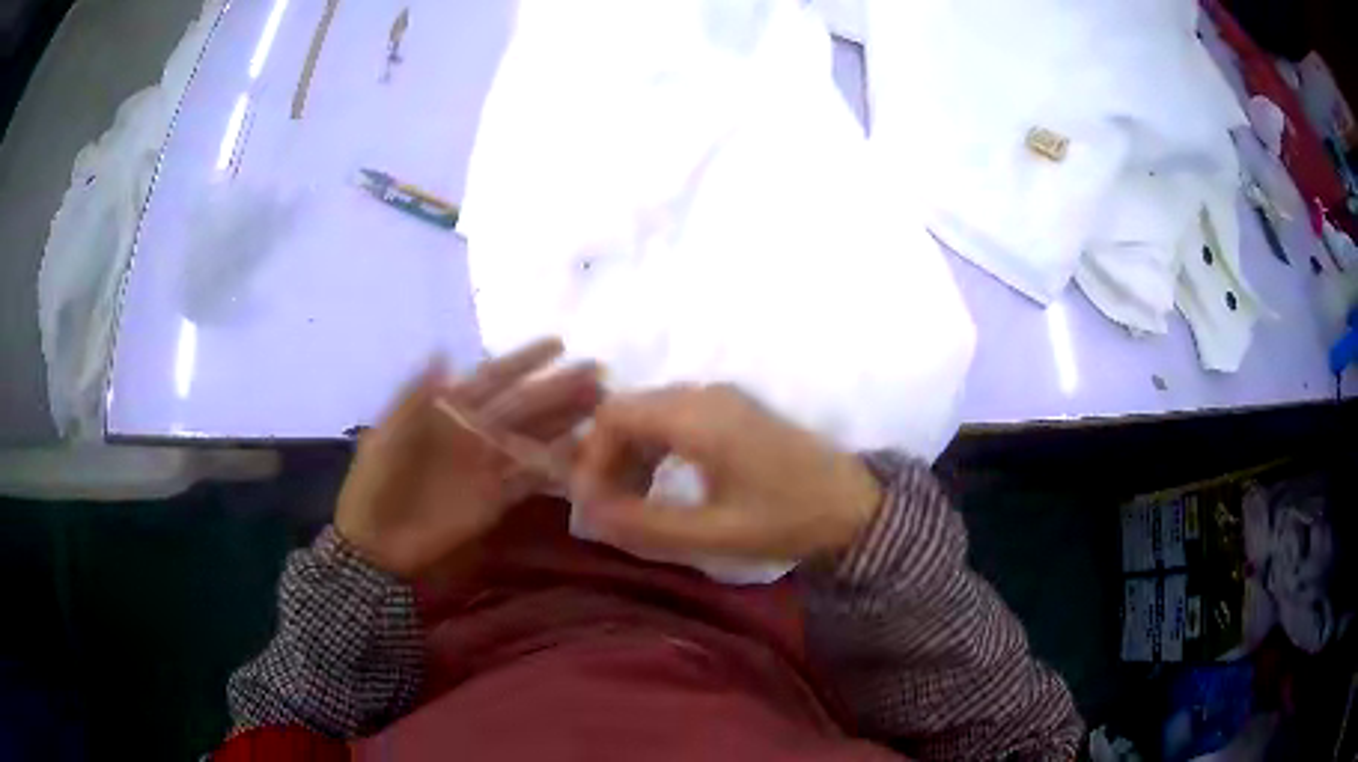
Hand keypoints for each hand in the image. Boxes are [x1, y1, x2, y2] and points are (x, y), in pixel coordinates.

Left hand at [337, 339, 601, 577]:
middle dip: (559, 389)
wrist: (375, 544)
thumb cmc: (375, 485)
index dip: (523, 360)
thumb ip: (414, 398)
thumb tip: (442, 353)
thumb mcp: (385, 437)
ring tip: (602, 405)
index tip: (559, 344)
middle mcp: (475, 432)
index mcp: (447, 411)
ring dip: (566, 421)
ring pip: (534, 438)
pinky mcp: (496, 500)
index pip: (491, 378)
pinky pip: (530, 479)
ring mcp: (487, 467)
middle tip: (598, 374)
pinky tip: (582, 453)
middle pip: (523, 405)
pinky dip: (555, 467)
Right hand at [571, 385, 881, 561]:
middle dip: (606, 459)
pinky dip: (655, 451)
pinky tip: (661, 487)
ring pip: (649, 415)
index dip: (590, 457)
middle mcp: (704, 395)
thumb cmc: (788, 520)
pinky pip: (674, 419)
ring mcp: (721, 399)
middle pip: (627, 411)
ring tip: (631, 504)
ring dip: (630, 456)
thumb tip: (589, 515)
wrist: (855, 506)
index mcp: (697, 417)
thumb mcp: (714, 533)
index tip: (590, 504)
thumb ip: (645, 525)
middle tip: (607, 509)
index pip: (612, 416)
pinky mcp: (733, 411)